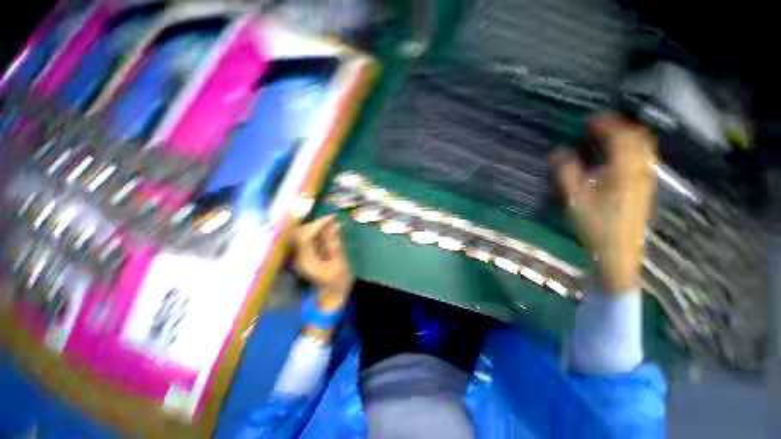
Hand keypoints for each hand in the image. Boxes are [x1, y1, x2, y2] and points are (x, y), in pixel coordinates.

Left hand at [293, 215, 353, 310]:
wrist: (332, 295)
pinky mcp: (307, 253)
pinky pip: (310, 238)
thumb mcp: (340, 263)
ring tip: (334, 222)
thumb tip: (335, 226)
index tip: (332, 218)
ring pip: (305, 233)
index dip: (317, 225)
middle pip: (302, 232)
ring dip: (319, 226)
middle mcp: (300, 255)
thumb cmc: (338, 281)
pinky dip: (320, 231)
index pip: (305, 236)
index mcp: (306, 260)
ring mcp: (302, 254)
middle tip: (333, 219)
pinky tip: (332, 228)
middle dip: (317, 223)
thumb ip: (335, 244)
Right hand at [552, 115, 657, 292]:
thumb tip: (558, 152)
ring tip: (610, 137)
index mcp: (624, 171)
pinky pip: (644, 159)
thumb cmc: (596, 226)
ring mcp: (646, 180)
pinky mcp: (645, 189)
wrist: (619, 253)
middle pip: (638, 138)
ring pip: (644, 148)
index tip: (591, 118)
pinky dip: (633, 150)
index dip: (606, 124)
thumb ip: (566, 173)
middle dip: (621, 126)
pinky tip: (619, 157)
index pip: (620, 137)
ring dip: (629, 137)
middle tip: (601, 126)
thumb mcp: (575, 199)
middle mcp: (640, 171)